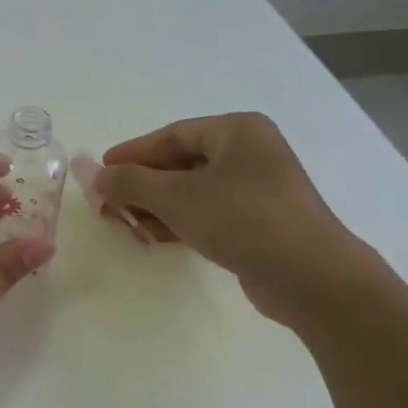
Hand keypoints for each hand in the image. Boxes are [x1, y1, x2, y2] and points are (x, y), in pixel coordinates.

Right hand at [95, 113, 367, 323]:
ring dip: (158, 207)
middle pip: (182, 162)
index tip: (101, 171)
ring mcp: (259, 189)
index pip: (173, 134)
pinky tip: (158, 239)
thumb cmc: (242, 219)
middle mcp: (251, 153)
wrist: (310, 277)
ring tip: (129, 226)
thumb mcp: (176, 197)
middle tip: (110, 204)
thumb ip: (131, 183)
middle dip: (143, 185)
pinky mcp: (261, 223)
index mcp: (237, 131)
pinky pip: (210, 213)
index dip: (133, 153)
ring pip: (194, 191)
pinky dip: (182, 222)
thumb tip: (96, 176)